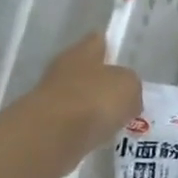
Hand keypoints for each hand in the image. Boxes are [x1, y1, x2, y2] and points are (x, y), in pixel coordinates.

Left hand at [34, 33, 141, 152]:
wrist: (51, 136)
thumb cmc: (94, 100)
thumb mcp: (129, 86)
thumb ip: (131, 86)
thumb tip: (127, 96)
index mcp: (82, 52)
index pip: (97, 41)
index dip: (110, 47)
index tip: (121, 57)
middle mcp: (63, 70)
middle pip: (86, 71)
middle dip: (102, 81)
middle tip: (124, 94)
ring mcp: (51, 98)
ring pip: (79, 98)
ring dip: (93, 106)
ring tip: (115, 119)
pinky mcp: (46, 126)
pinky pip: (72, 123)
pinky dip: (85, 128)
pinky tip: (99, 136)